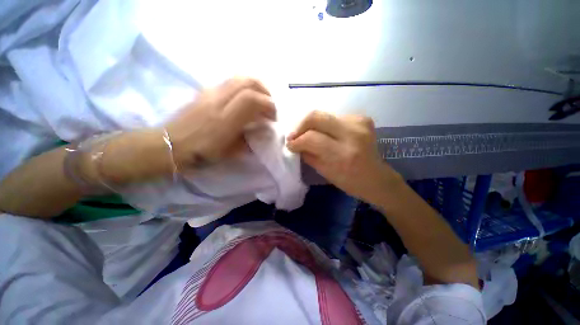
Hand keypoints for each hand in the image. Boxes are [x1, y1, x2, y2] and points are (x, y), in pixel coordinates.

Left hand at [165, 78, 275, 169]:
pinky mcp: (205, 91)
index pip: (252, 99)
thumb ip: (248, 140)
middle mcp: (218, 101)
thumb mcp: (229, 152)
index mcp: (224, 120)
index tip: (272, 118)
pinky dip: (244, 88)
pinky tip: (245, 101)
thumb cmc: (200, 153)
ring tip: (260, 101)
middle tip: (269, 105)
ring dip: (255, 87)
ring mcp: (210, 93)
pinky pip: (230, 83)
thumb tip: (262, 132)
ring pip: (239, 78)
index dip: (268, 105)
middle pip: (248, 82)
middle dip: (265, 91)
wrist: (170, 144)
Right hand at [286, 111, 402, 204]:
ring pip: (324, 114)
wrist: (376, 178)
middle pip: (316, 117)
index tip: (290, 144)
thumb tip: (295, 143)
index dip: (296, 140)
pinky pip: (334, 116)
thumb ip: (308, 155)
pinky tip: (325, 133)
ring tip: (307, 135)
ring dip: (311, 125)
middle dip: (300, 125)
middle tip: (294, 135)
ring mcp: (359, 122)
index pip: (311, 138)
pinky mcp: (363, 118)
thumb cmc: (349, 181)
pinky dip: (325, 125)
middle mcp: (353, 133)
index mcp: (343, 154)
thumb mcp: (324, 172)